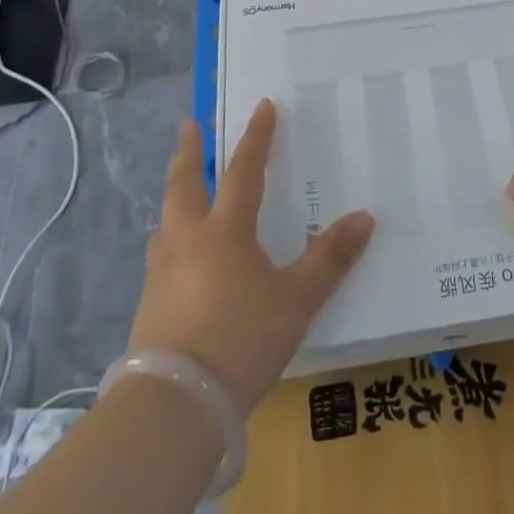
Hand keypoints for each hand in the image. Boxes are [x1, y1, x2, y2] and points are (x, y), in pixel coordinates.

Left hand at [128, 107, 374, 412]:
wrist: (172, 407)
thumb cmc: (240, 340)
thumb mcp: (296, 301)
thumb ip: (330, 258)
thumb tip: (365, 217)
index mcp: (224, 231)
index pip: (244, 170)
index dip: (256, 137)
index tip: (263, 106)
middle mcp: (187, 241)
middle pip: (184, 183)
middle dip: (189, 150)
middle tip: (189, 124)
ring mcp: (161, 274)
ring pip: (166, 220)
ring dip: (175, 196)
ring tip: (181, 193)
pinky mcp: (148, 307)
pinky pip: (161, 255)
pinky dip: (170, 239)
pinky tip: (177, 258)